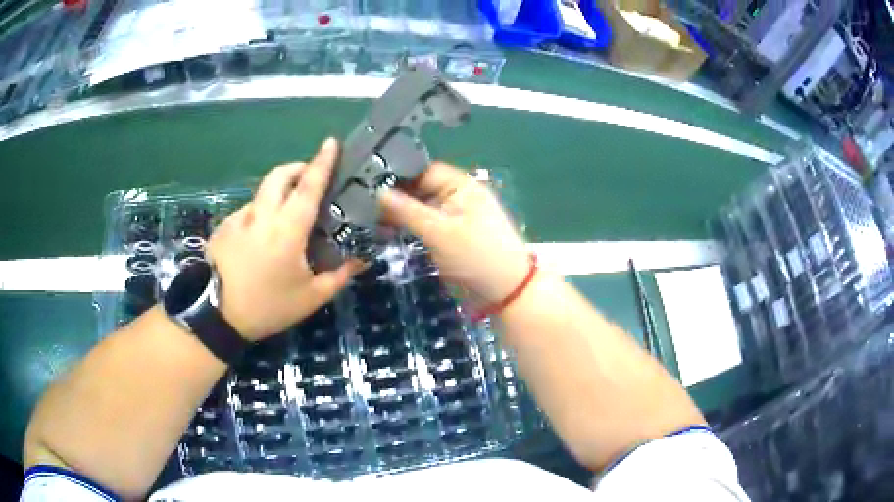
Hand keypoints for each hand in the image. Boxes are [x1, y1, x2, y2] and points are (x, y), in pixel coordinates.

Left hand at [207, 139, 362, 340]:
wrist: (216, 316)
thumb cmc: (268, 306)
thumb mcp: (310, 297)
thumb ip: (339, 275)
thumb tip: (362, 259)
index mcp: (287, 229)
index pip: (308, 186)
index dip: (322, 162)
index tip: (331, 142)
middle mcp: (261, 215)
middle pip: (279, 175)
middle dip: (297, 168)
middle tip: (309, 178)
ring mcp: (239, 219)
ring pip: (262, 194)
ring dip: (277, 195)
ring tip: (284, 220)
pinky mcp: (223, 227)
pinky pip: (247, 212)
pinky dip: (259, 215)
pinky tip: (259, 241)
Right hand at [379, 162, 528, 303]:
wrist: (504, 292)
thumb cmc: (476, 256)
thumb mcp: (440, 232)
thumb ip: (407, 211)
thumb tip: (377, 192)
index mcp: (461, 186)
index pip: (423, 170)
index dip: (397, 174)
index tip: (366, 181)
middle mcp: (455, 197)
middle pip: (419, 188)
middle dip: (393, 195)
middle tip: (359, 202)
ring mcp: (451, 218)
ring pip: (418, 208)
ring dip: (397, 213)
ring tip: (365, 216)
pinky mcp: (447, 237)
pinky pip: (422, 225)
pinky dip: (406, 227)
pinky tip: (383, 230)